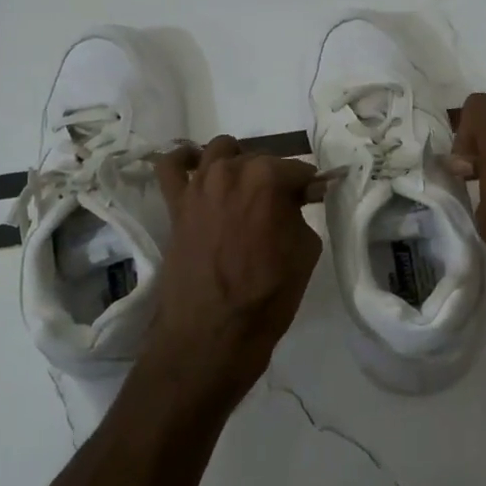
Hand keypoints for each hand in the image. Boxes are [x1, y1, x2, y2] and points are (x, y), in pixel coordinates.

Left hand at [143, 136, 323, 400]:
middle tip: (283, 208)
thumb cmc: (268, 295)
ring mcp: (198, 185)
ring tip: (246, 190)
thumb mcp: (306, 251)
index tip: (315, 201)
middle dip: (276, 178)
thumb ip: (302, 213)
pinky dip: (183, 160)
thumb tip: (299, 198)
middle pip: (260, 159)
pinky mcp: (175, 204)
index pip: (298, 170)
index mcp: (267, 178)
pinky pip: (170, 166)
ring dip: (238, 164)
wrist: (213, 334)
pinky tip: (196, 168)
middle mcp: (230, 171)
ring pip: (219, 152)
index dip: (310, 187)